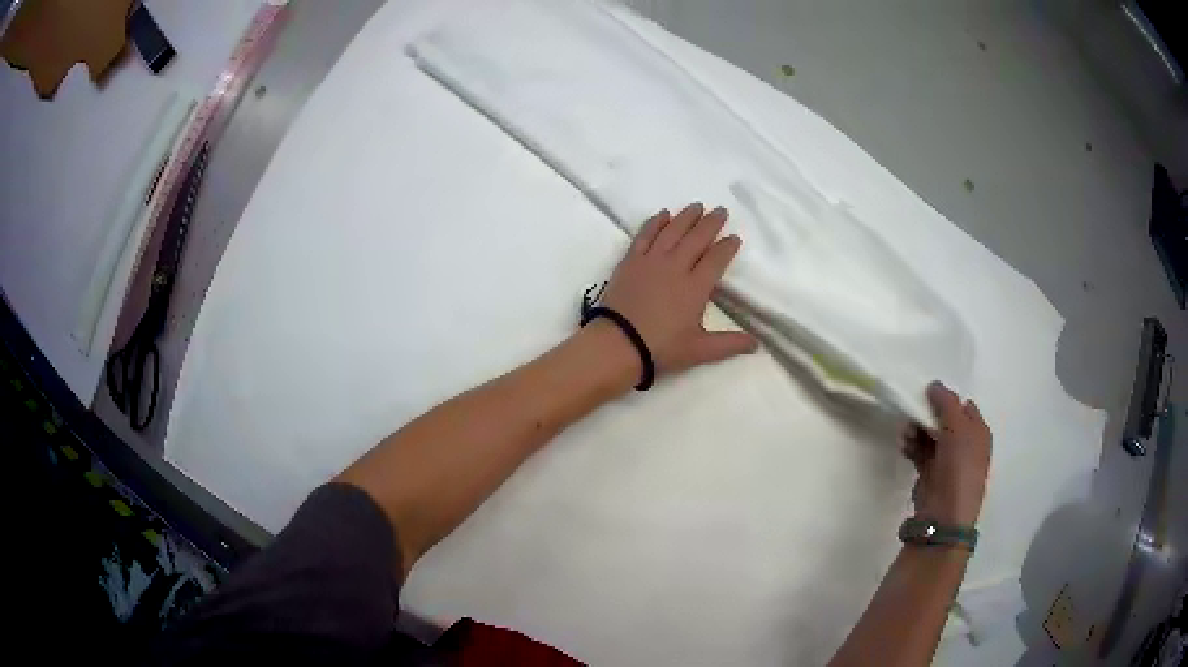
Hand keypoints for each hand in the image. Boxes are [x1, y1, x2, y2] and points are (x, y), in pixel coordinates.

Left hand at [598, 203, 757, 377]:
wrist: (618, 344)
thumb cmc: (661, 348)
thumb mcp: (700, 350)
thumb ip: (730, 343)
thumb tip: (756, 344)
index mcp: (696, 287)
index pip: (716, 259)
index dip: (727, 247)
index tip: (734, 238)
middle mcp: (676, 266)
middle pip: (697, 238)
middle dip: (711, 223)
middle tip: (721, 211)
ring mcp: (651, 261)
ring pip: (672, 231)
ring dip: (686, 217)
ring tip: (697, 206)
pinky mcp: (631, 261)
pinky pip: (645, 235)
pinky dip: (655, 222)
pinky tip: (663, 214)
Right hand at [902, 382, 992, 525]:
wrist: (944, 516)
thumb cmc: (959, 468)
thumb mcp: (957, 428)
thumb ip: (946, 403)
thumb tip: (934, 385)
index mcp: (978, 432)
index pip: (963, 406)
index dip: (947, 398)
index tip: (927, 394)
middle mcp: (965, 445)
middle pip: (945, 419)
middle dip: (927, 414)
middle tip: (912, 411)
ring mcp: (947, 461)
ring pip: (930, 435)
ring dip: (917, 429)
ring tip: (905, 432)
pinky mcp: (930, 474)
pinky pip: (920, 452)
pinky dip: (911, 445)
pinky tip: (904, 445)